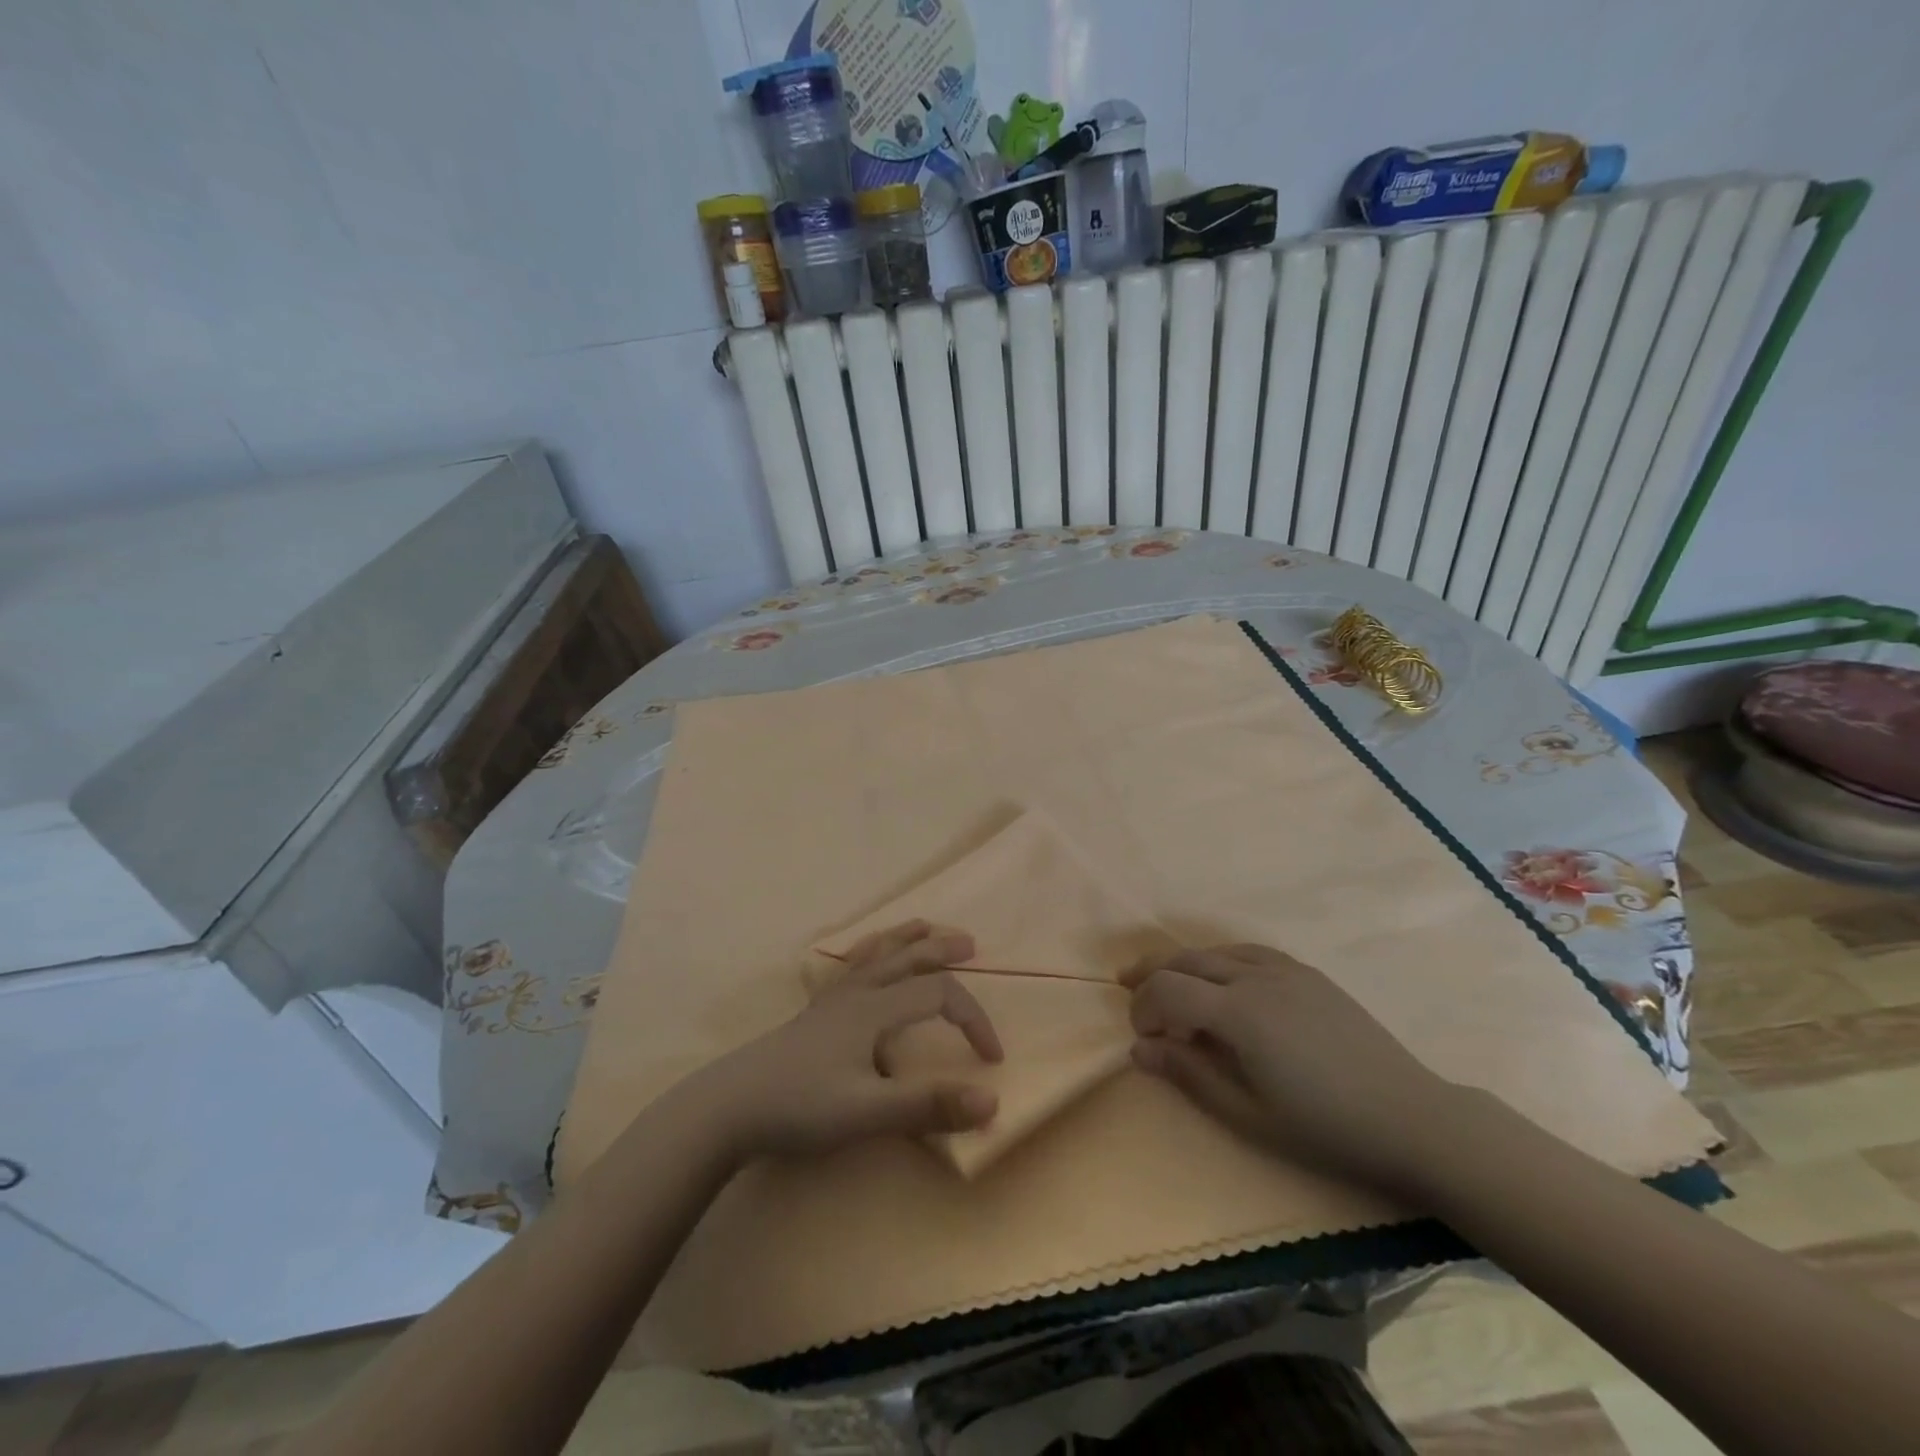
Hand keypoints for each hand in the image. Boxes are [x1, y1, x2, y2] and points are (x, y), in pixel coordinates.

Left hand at [683, 921, 1002, 1163]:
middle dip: (942, 950)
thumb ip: (929, 1106)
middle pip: (907, 958)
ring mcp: (832, 1000)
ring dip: (906, 939)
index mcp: (875, 1009)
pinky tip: (864, 960)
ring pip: (876, 954)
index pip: (938, 996)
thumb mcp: (868, 1113)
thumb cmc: (800, 1107)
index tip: (992, 1058)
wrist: (728, 1108)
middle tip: (971, 945)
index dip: (973, 1019)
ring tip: (924, 927)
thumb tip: (992, 1100)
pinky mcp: (814, 1013)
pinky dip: (869, 953)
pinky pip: (849, 967)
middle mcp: (857, 993)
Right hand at [1124, 945, 1455, 1200]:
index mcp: (1239, 1012)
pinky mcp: (1307, 973)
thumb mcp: (1247, 1114)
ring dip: (1183, 964)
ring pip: (1215, 951)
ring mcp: (1285, 969)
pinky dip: (1219, 960)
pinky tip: (1220, 979)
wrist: (1411, 1119)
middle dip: (1151, 974)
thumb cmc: (1324, 1128)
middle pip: (1186, 960)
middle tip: (1128, 992)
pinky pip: (1248, 952)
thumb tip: (1138, 1049)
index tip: (1141, 1036)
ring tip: (1165, 981)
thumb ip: (1188, 1074)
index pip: (1168, 989)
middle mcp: (1256, 976)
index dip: (1144, 1007)